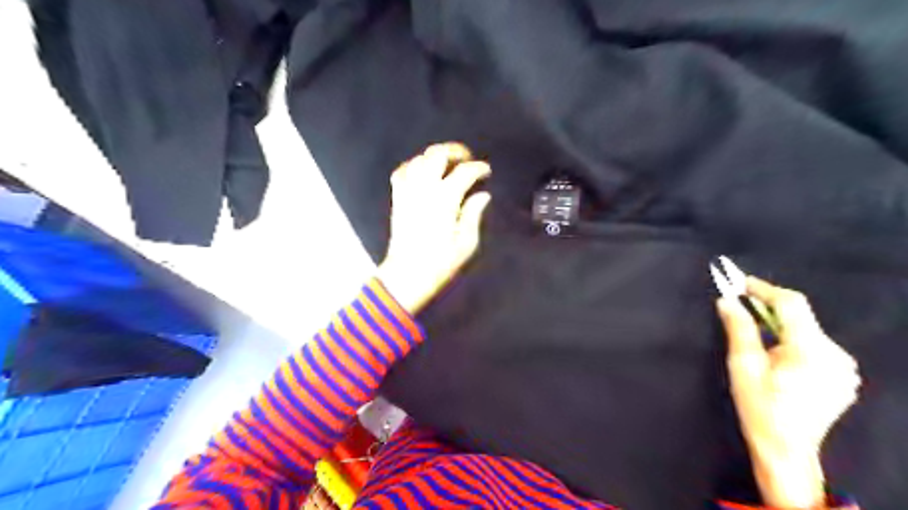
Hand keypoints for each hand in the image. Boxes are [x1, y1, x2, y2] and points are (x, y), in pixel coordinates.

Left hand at [375, 144, 490, 314]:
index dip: (479, 168)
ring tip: (446, 164)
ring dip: (435, 157)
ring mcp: (408, 191)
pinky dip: (413, 166)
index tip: (486, 172)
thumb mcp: (466, 242)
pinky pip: (401, 171)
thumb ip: (474, 214)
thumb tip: (483, 195)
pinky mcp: (397, 198)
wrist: (408, 274)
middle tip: (466, 159)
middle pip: (438, 155)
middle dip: (455, 151)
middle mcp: (425, 188)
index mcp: (446, 198)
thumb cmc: (441, 262)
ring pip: (419, 159)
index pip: (465, 172)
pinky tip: (422, 172)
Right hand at [717, 280, 859, 509]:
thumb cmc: (759, 405)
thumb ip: (738, 328)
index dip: (764, 288)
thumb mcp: (743, 364)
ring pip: (807, 331)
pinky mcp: (844, 376)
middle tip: (740, 307)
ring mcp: (844, 367)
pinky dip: (794, 341)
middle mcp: (836, 354)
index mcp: (810, 350)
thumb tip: (727, 300)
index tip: (739, 282)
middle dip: (769, 309)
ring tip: (757, 337)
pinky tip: (778, 355)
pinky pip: (816, 346)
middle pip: (800, 317)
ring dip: (781, 326)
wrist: (785, 448)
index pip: (791, 304)